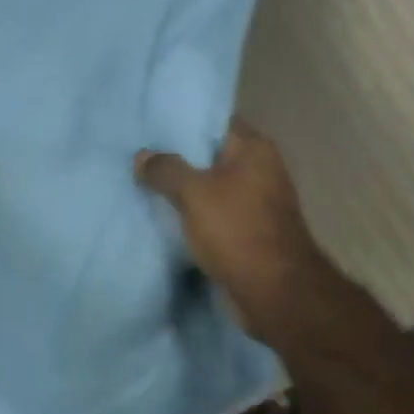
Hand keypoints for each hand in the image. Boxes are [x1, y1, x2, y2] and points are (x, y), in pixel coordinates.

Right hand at [136, 121, 340, 340]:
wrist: (274, 292)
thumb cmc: (237, 230)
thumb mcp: (195, 194)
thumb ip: (167, 170)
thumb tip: (143, 156)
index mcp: (255, 149)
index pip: (216, 122)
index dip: (184, 122)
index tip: (150, 124)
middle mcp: (260, 170)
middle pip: (212, 156)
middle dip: (178, 158)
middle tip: (138, 155)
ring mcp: (256, 203)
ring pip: (211, 188)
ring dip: (183, 191)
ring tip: (142, 184)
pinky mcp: (248, 232)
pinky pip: (214, 215)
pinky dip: (193, 216)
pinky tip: (162, 217)